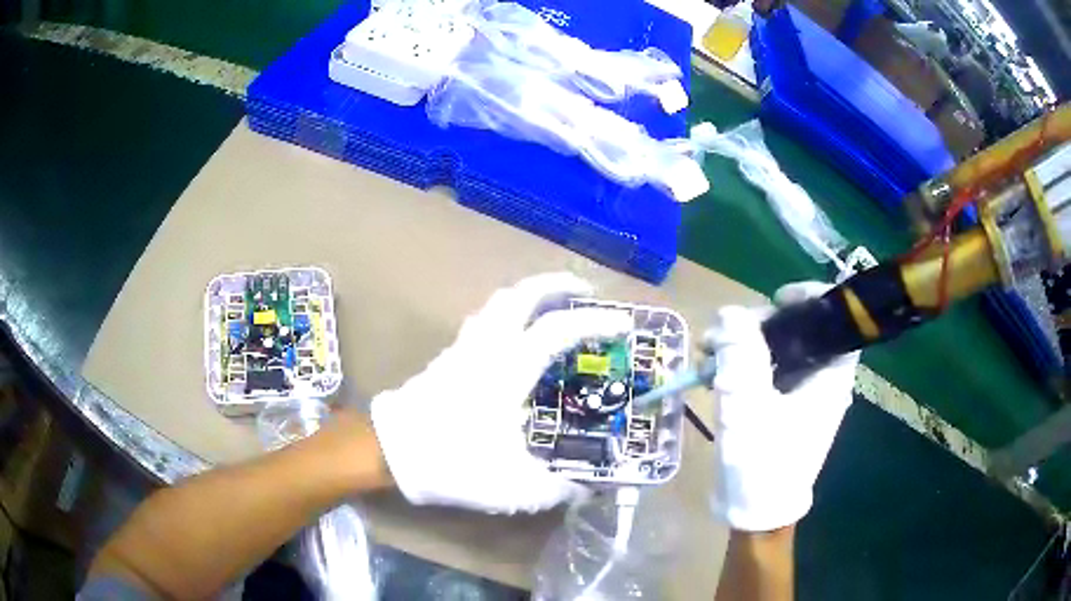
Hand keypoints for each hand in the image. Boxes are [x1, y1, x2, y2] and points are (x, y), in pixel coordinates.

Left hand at [370, 273, 632, 513]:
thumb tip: (584, 488)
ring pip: (497, 302)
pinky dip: (507, 313)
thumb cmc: (451, 461)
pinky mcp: (448, 356)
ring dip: (529, 294)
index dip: (595, 322)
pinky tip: (515, 334)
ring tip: (552, 305)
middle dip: (556, 284)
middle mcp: (486, 347)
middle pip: (521, 295)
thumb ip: (556, 488)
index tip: (623, 323)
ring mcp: (463, 348)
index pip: (557, 329)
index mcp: (507, 370)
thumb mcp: (513, 486)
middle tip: (584, 292)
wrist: (390, 452)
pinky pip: (483, 319)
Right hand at [705, 282, 858, 531]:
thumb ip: (740, 354)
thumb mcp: (747, 405)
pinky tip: (713, 374)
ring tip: (707, 352)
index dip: (811, 299)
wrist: (755, 512)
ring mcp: (803, 395)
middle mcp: (822, 380)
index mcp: (830, 376)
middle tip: (723, 332)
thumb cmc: (762, 461)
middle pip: (801, 331)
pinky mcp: (784, 408)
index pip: (836, 320)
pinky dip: (743, 367)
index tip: (776, 299)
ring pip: (780, 351)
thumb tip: (731, 312)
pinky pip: (768, 373)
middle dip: (760, 324)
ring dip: (744, 346)